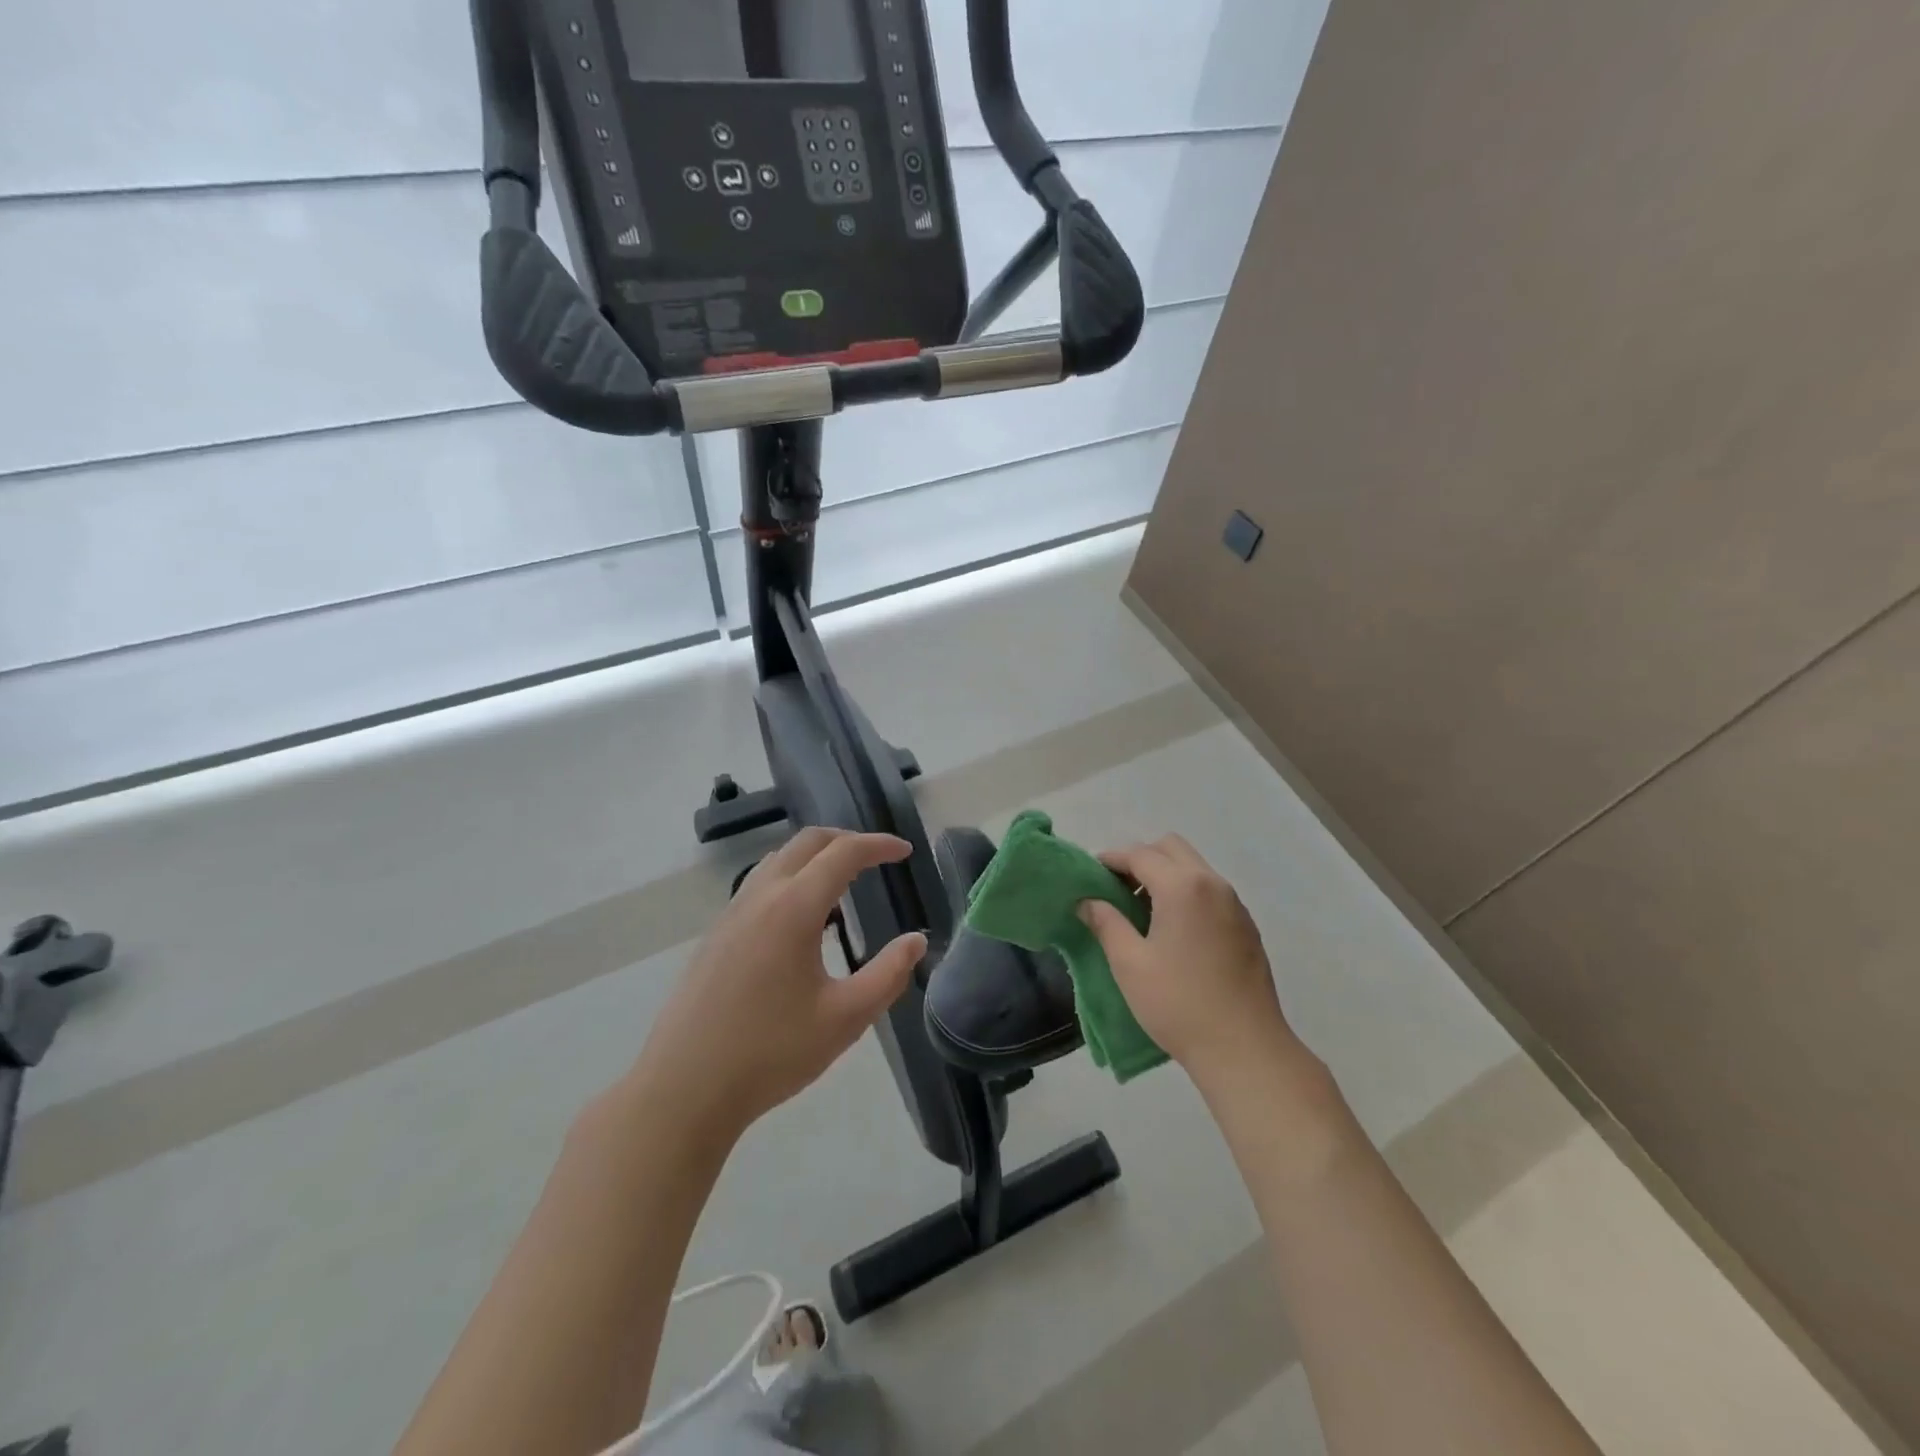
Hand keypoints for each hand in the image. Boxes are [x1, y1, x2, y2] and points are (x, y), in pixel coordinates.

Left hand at [627, 829, 926, 1142]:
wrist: (684, 1089)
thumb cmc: (771, 1053)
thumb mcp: (845, 1019)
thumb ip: (888, 975)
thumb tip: (916, 941)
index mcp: (794, 908)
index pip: (844, 853)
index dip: (879, 845)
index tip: (906, 852)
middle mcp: (760, 896)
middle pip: (807, 842)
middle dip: (847, 839)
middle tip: (877, 858)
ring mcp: (731, 913)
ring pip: (778, 860)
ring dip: (815, 856)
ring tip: (842, 882)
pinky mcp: (715, 935)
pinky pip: (759, 883)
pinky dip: (791, 877)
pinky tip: (800, 918)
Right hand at [1079, 835, 1300, 1089]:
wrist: (1245, 1049)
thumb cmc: (1179, 1003)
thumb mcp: (1129, 964)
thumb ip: (1106, 923)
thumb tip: (1088, 902)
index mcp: (1182, 887)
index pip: (1140, 854)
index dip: (1111, 859)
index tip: (1090, 873)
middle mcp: (1212, 884)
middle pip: (1171, 848)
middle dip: (1141, 859)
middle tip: (1117, 889)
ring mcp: (1234, 905)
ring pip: (1194, 867)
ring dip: (1165, 874)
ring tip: (1141, 910)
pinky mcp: (1246, 927)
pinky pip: (1210, 890)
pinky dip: (1186, 892)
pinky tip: (1172, 930)